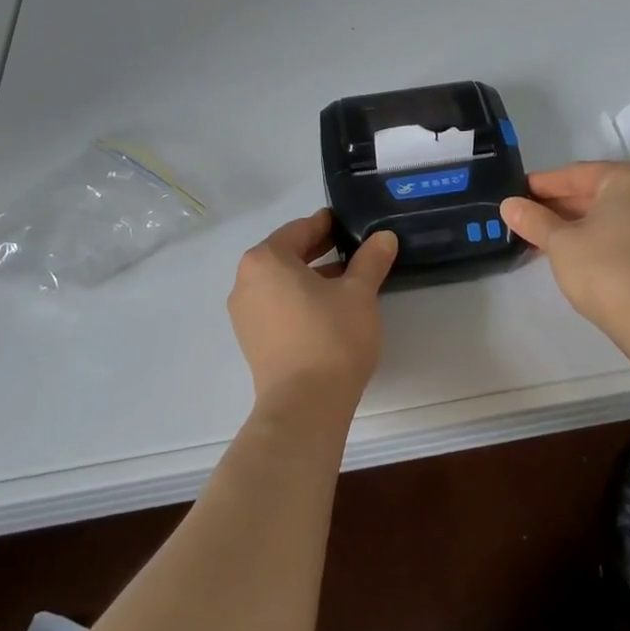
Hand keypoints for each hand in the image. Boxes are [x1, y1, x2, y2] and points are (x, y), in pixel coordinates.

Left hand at [227, 210, 397, 410]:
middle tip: (353, 249)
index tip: (350, 224)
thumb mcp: (359, 293)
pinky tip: (329, 310)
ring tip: (347, 281)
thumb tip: (384, 237)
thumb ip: (371, 260)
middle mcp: (246, 281)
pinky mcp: (252, 341)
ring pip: (281, 282)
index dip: (328, 224)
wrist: (305, 406)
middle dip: (320, 250)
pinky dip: (299, 300)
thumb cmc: (331, 337)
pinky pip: (276, 306)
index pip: (300, 229)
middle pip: (287, 255)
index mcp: (265, 260)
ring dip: (311, 277)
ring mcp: (245, 314)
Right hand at [500, 162, 629, 334]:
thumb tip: (509, 205)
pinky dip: (600, 236)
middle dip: (560, 206)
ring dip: (578, 223)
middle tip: (525, 217)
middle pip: (596, 192)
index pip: (576, 174)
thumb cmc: (606, 269)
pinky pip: (627, 232)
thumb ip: (533, 220)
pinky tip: (574, 251)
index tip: (516, 194)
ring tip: (543, 237)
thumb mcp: (560, 242)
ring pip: (612, 214)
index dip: (542, 185)